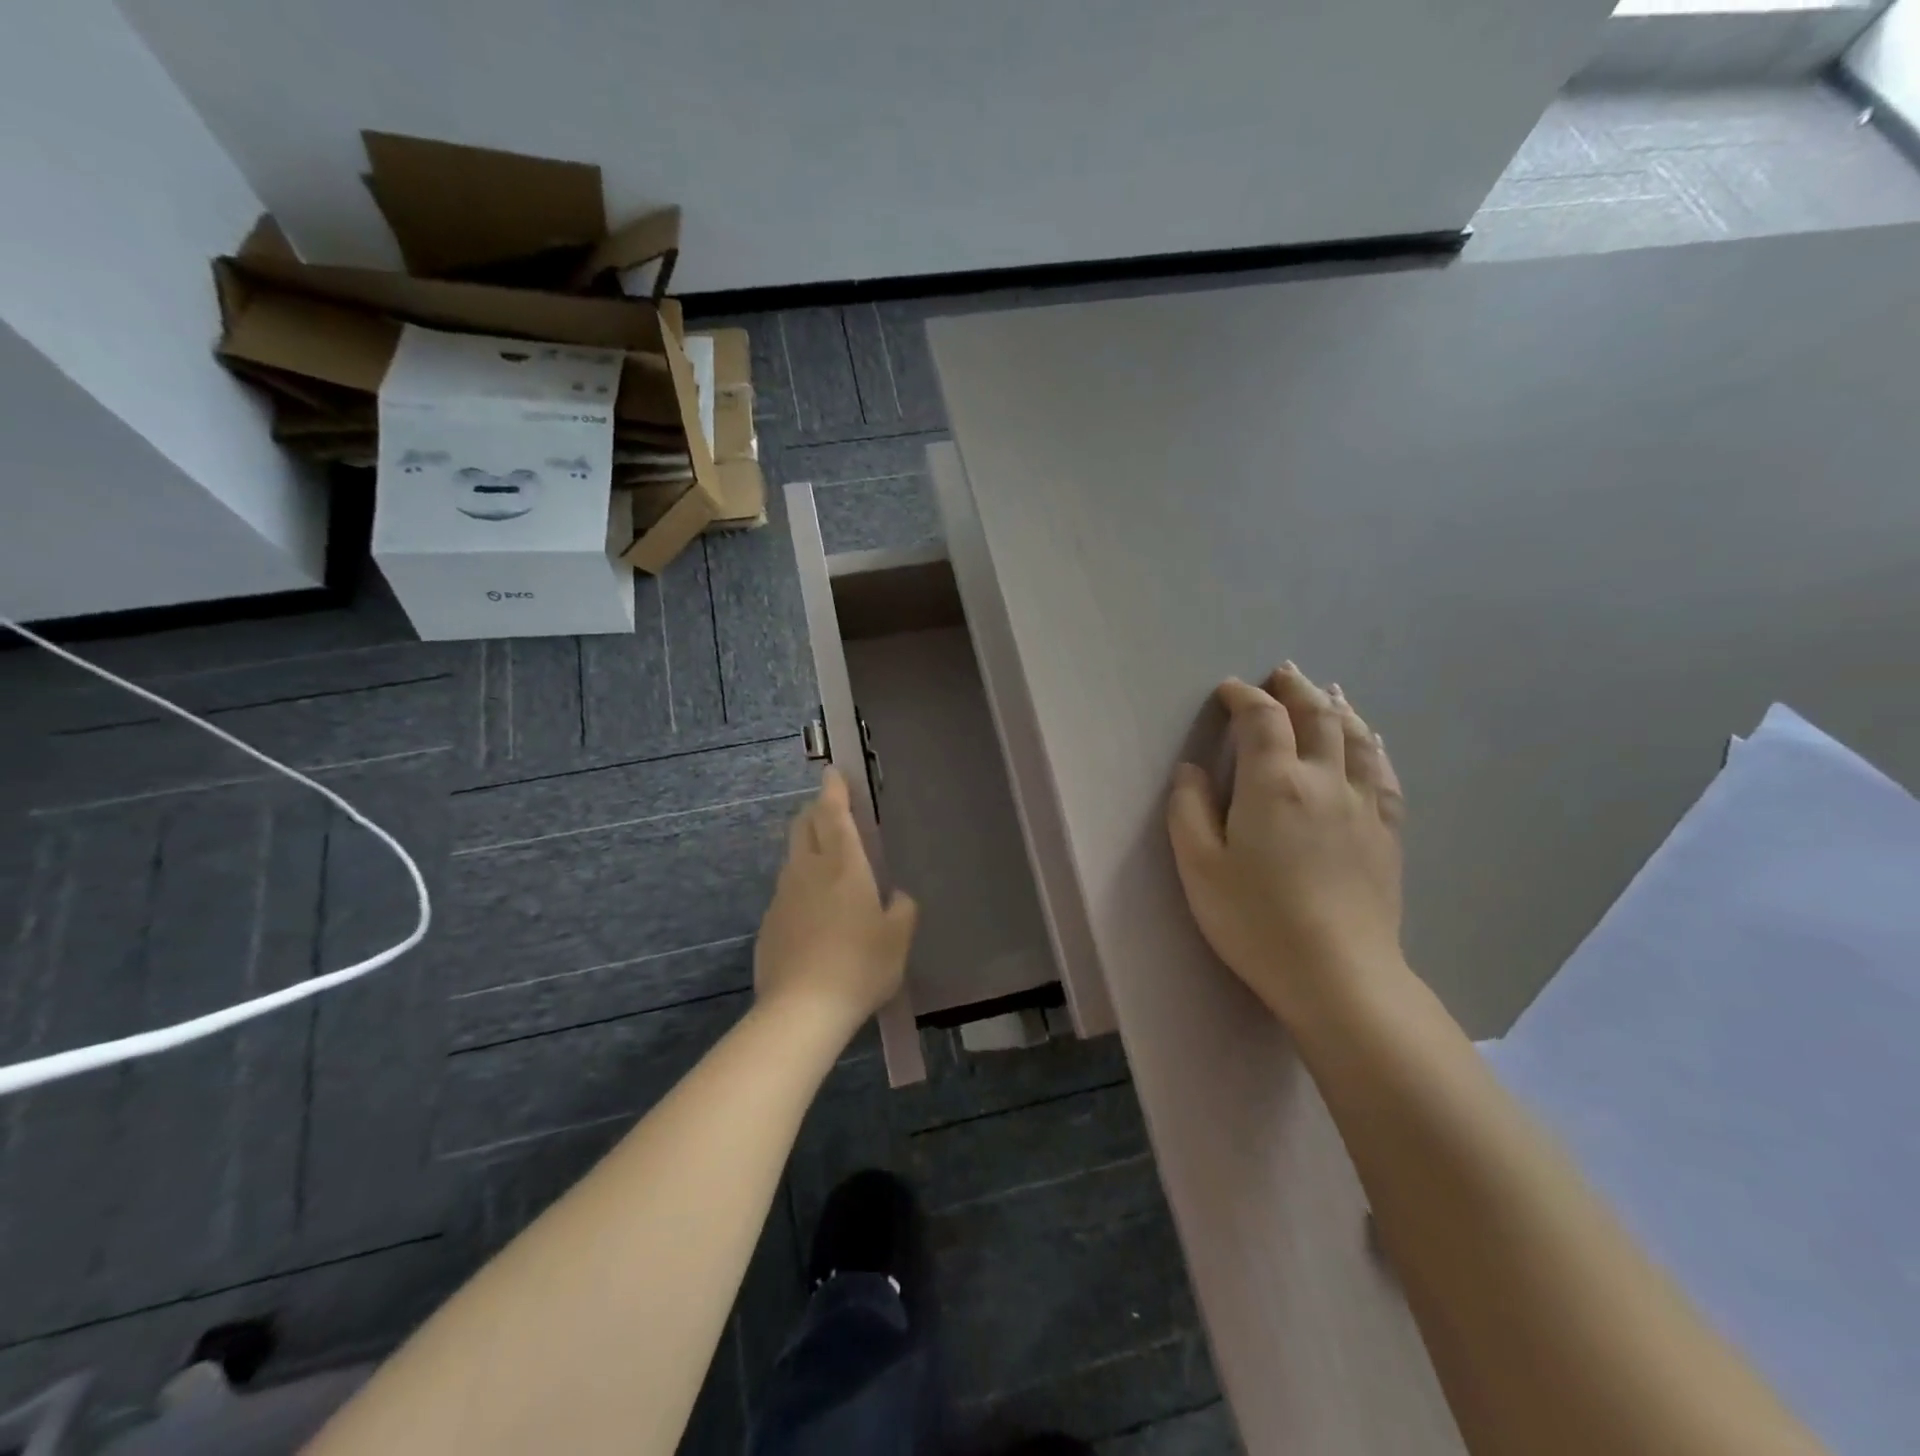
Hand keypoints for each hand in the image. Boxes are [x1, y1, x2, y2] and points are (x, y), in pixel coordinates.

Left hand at [755, 769, 917, 1033]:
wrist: (801, 1010)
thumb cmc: (860, 966)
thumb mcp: (898, 938)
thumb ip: (902, 909)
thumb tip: (896, 896)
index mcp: (843, 866)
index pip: (833, 813)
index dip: (833, 790)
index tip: (832, 773)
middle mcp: (808, 871)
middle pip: (804, 826)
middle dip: (816, 811)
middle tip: (831, 810)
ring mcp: (782, 896)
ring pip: (792, 856)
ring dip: (807, 847)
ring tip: (826, 861)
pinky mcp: (768, 922)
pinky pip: (786, 890)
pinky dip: (800, 884)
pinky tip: (813, 911)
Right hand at [1167, 663, 1406, 1027]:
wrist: (1338, 975)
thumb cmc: (1256, 921)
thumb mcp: (1200, 868)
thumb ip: (1189, 810)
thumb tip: (1192, 770)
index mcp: (1273, 785)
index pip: (1262, 719)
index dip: (1244, 697)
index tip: (1229, 690)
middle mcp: (1324, 781)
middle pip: (1316, 717)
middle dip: (1295, 689)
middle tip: (1282, 673)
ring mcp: (1363, 806)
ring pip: (1356, 738)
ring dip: (1337, 707)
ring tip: (1326, 692)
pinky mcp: (1386, 833)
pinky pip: (1385, 774)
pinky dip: (1373, 747)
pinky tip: (1370, 742)